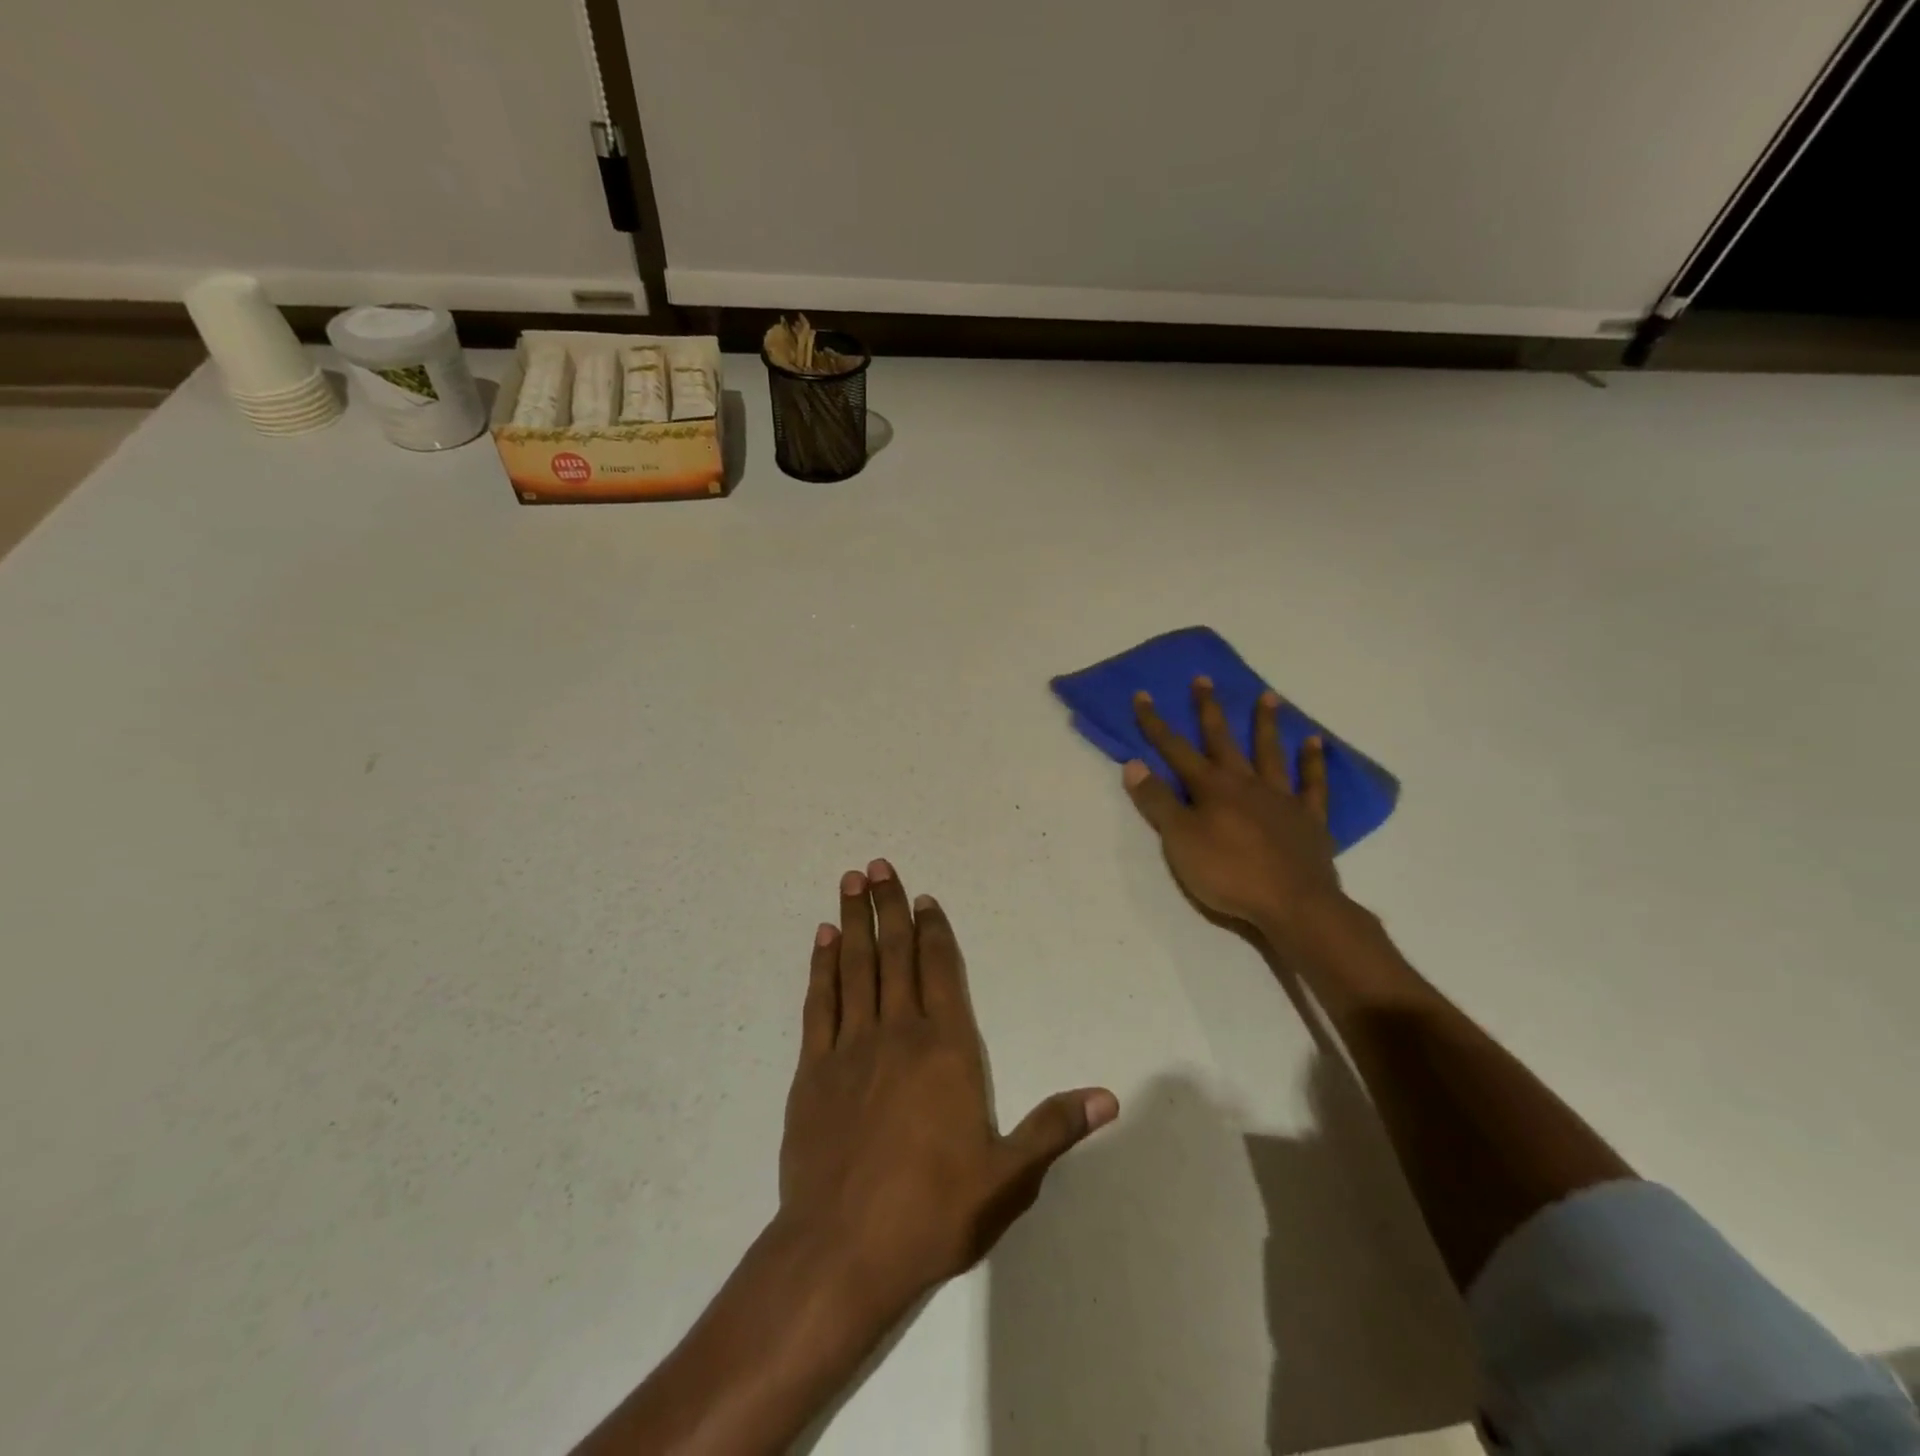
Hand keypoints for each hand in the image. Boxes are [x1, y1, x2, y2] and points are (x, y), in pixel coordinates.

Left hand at [778, 860, 1117, 1314]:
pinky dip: (821, 967)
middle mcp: (898, 1033)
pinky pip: (820, 1003)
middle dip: (889, 907)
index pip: (942, 971)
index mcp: (947, 1050)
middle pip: (895, 955)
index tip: (925, 898)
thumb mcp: (1007, 1177)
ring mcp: (851, 1047)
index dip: (934, 930)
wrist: (842, 1250)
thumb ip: (1053, 1129)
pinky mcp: (813, 1069)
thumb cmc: (933, 1211)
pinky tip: (822, 941)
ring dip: (853, 922)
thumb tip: (1108, 1097)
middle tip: (878, 865)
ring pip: (855, 967)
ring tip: (850, 882)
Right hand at [1124, 678, 1344, 941]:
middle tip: (1204, 679)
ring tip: (1268, 696)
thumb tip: (1133, 763)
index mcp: (1210, 788)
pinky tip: (1315, 743)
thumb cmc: (1228, 874)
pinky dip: (1314, 762)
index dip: (1155, 724)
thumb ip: (1158, 802)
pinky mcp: (1309, 819)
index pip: (1175, 749)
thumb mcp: (1179, 841)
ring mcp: (1280, 798)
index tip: (1143, 695)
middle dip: (1209, 710)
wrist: (1293, 905)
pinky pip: (1313, 784)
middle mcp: (1245, 783)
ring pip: (1270, 753)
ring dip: (1266, 724)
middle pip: (1223, 740)